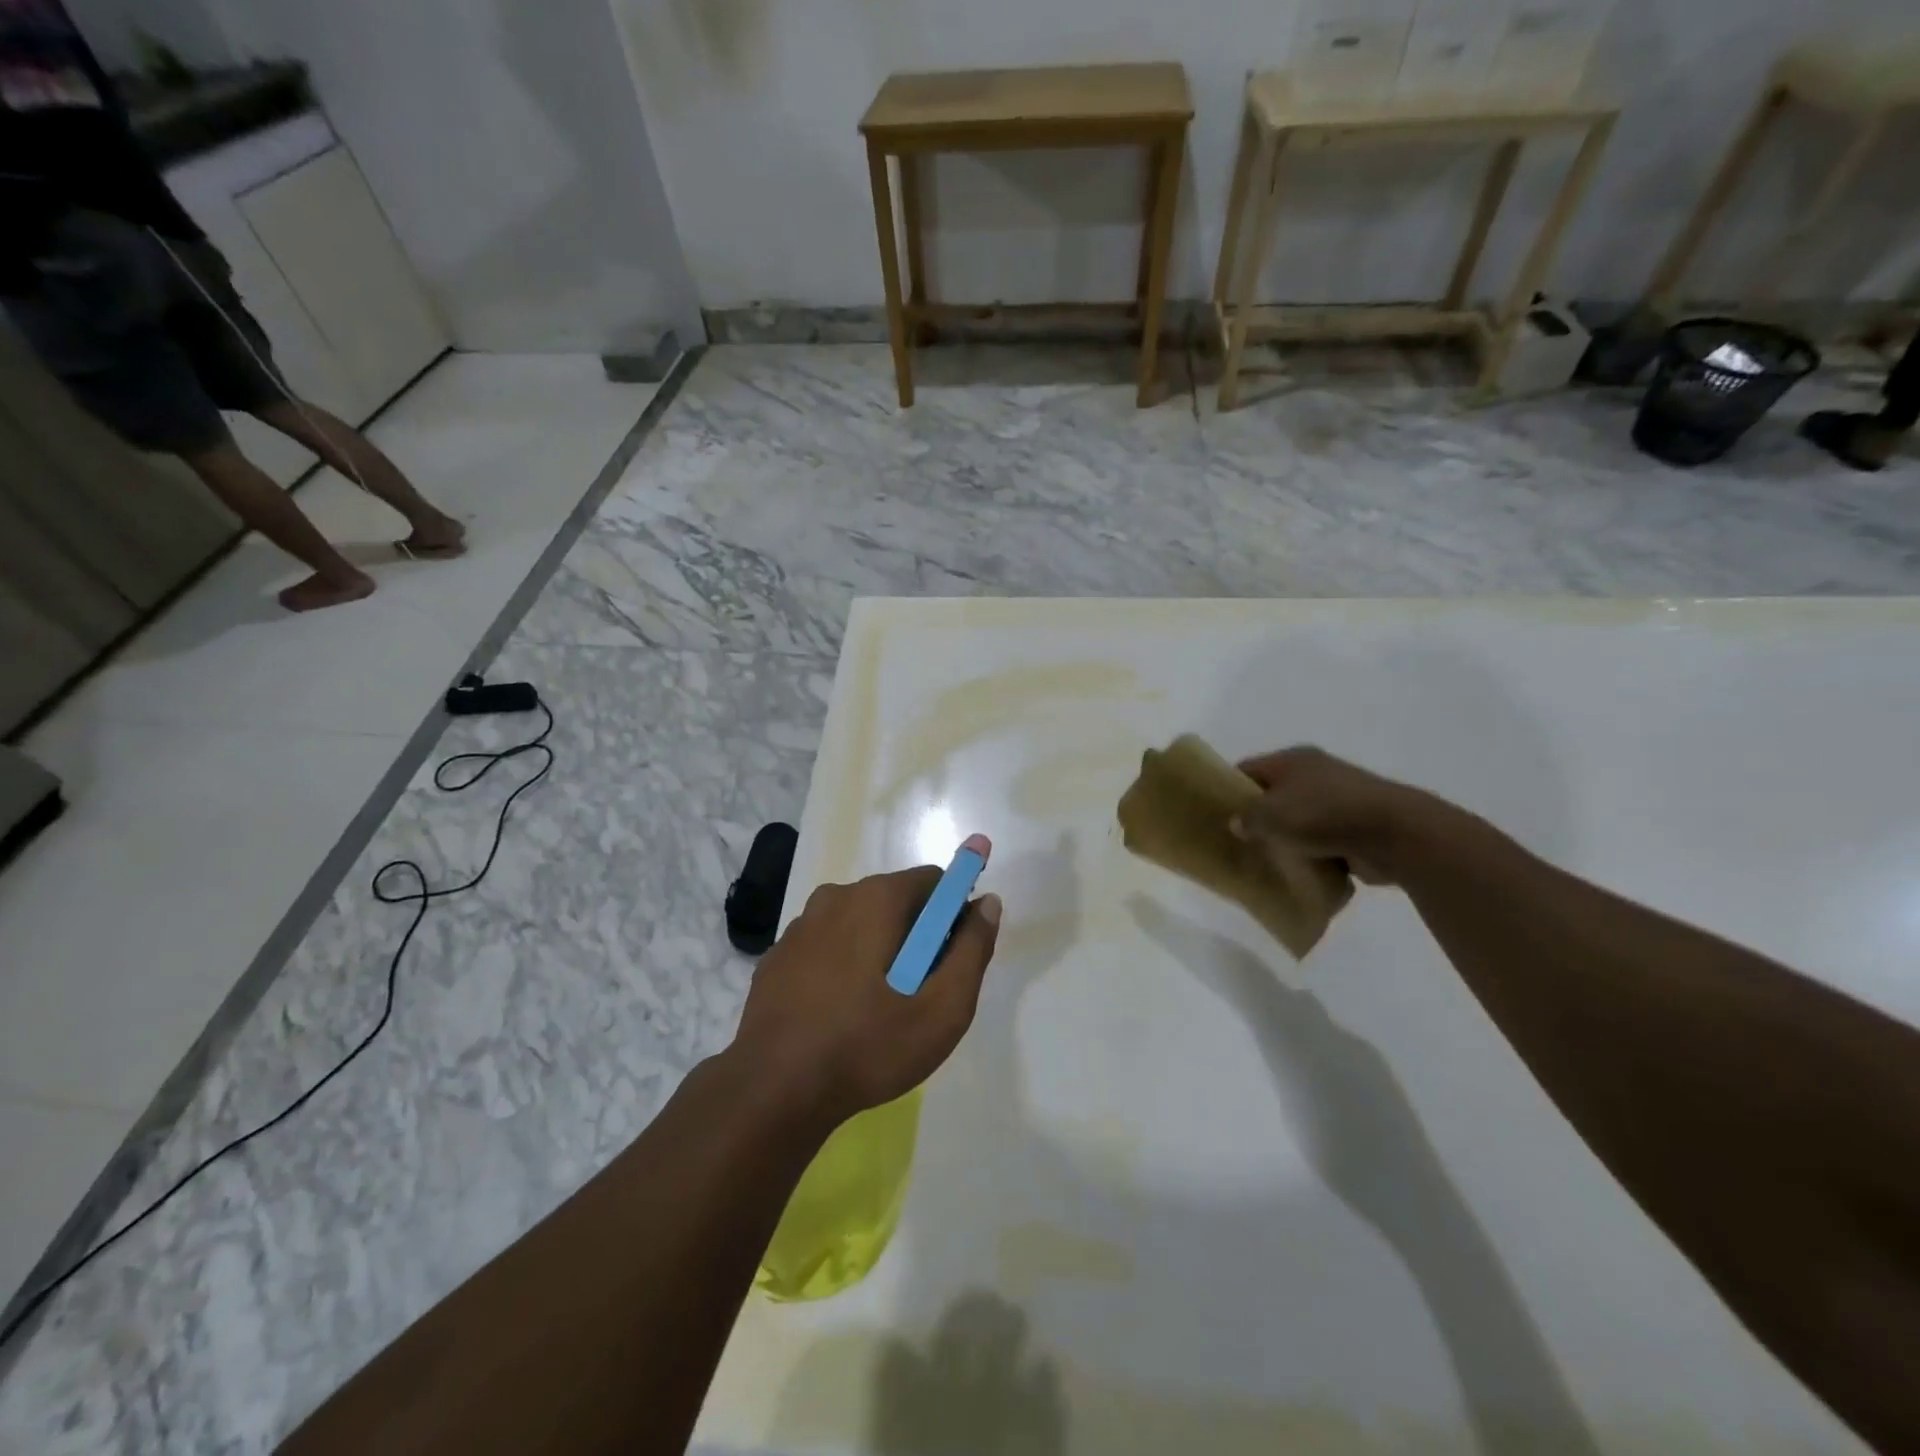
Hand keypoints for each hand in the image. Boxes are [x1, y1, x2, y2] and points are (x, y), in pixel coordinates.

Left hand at [732, 836, 1002, 1126]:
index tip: (955, 956)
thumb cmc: (868, 1046)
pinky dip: (844, 964)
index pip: (934, 881)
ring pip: (859, 922)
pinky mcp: (778, 956)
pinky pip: (827, 945)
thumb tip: (988, 903)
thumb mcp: (942, 1008)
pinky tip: (842, 1012)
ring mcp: (800, 926)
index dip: (954, 913)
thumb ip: (972, 950)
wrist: (773, 1090)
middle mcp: (836, 897)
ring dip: (880, 949)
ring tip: (881, 1008)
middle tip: (923, 992)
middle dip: (918, 934)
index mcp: (876, 898)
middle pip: (896, 900)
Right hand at [1233, 747, 1439, 885]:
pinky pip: (1321, 841)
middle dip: (1256, 816)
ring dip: (1284, 838)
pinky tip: (1295, 872)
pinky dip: (1310, 854)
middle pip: (1272, 794)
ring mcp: (1337, 799)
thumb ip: (1247, 819)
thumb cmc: (1324, 814)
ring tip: (1262, 859)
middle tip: (1235, 840)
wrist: (1394, 833)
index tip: (1213, 813)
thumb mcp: (1271, 815)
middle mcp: (1314, 773)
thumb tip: (1237, 823)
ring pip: (1297, 819)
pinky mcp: (1355, 826)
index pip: (1247, 769)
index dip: (1228, 789)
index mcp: (1292, 760)